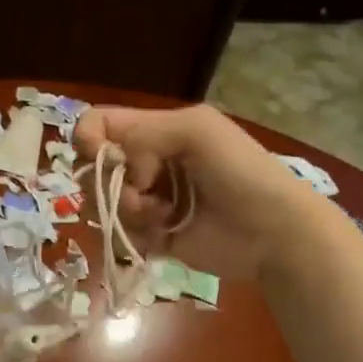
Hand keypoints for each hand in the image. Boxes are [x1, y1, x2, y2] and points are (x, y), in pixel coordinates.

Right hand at [75, 104, 313, 279]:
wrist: (274, 232)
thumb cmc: (240, 172)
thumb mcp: (195, 131)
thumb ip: (143, 132)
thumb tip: (112, 163)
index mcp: (155, 130)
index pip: (98, 125)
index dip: (88, 140)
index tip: (100, 157)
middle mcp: (145, 163)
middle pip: (92, 167)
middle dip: (108, 182)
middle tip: (139, 193)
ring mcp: (147, 201)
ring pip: (102, 203)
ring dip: (122, 211)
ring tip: (157, 218)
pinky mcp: (152, 236)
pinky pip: (118, 234)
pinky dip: (132, 235)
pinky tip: (161, 235)